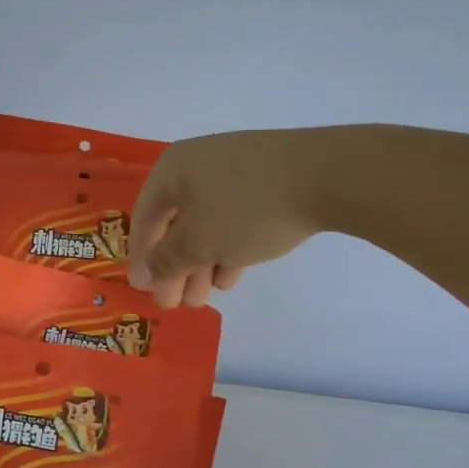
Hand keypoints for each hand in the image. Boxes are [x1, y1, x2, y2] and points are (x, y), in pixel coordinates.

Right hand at [126, 129, 334, 306]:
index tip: (145, 290)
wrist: (327, 175)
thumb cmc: (246, 209)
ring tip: (204, 298)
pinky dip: (228, 246)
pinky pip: (235, 216)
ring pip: (207, 223)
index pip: (144, 217)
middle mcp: (198, 164)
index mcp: (172, 169)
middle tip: (176, 303)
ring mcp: (236, 170)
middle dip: (175, 267)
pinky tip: (231, 275)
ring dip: (200, 263)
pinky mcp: (267, 179)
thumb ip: (165, 261)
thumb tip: (142, 274)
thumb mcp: (197, 242)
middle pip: (176, 222)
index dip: (141, 256)